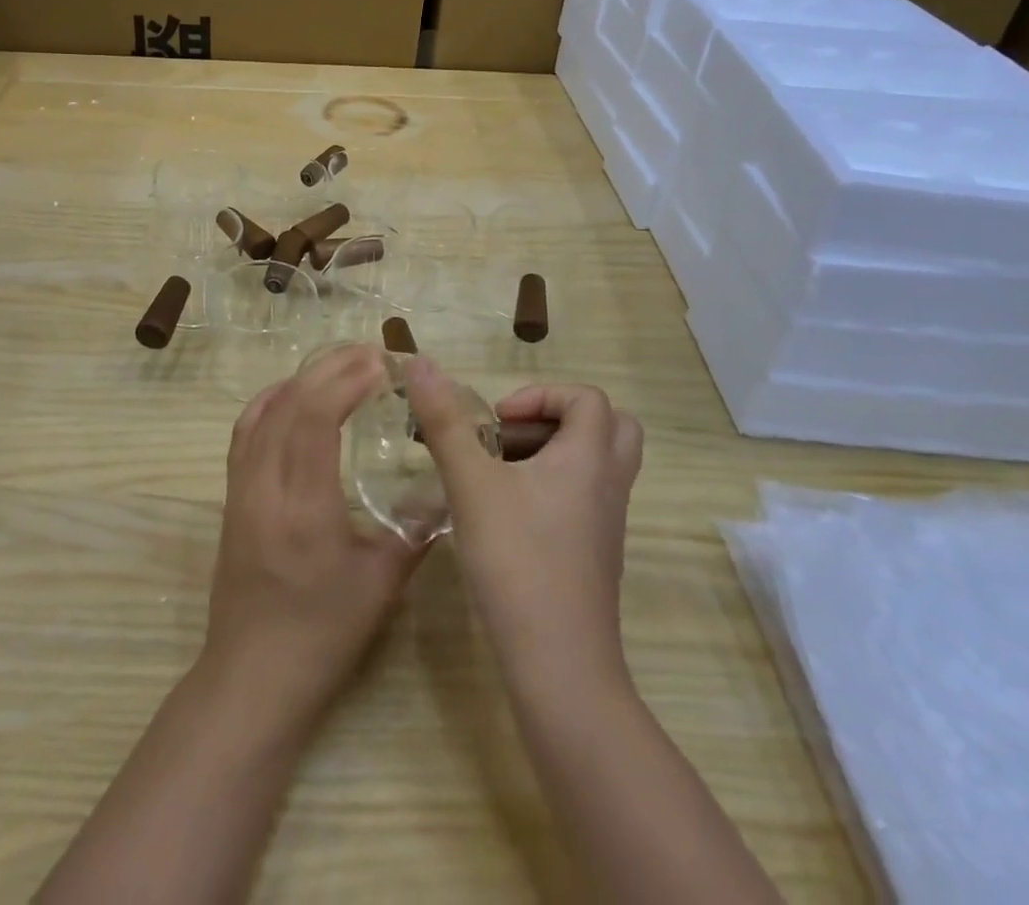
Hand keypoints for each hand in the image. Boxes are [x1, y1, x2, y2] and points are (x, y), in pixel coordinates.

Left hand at [198, 345, 425, 728]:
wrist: (252, 675)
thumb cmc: (322, 634)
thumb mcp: (381, 584)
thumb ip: (415, 528)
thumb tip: (445, 485)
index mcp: (303, 505)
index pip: (315, 417)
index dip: (347, 380)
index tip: (383, 363)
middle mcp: (264, 484)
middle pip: (290, 403)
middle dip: (331, 368)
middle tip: (372, 353)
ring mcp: (240, 487)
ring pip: (264, 410)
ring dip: (302, 378)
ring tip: (341, 365)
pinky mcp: (230, 495)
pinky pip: (245, 430)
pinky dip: (271, 400)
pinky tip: (293, 395)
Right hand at [405, 360, 642, 690]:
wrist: (559, 665)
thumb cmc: (517, 560)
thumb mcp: (471, 484)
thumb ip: (444, 422)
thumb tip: (419, 362)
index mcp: (589, 458)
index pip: (589, 399)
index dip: (541, 395)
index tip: (497, 420)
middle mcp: (608, 484)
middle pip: (609, 427)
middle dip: (557, 418)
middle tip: (512, 436)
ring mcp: (607, 523)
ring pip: (595, 464)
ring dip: (552, 452)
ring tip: (498, 471)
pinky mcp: (596, 554)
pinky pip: (585, 497)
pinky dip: (553, 487)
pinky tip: (505, 512)